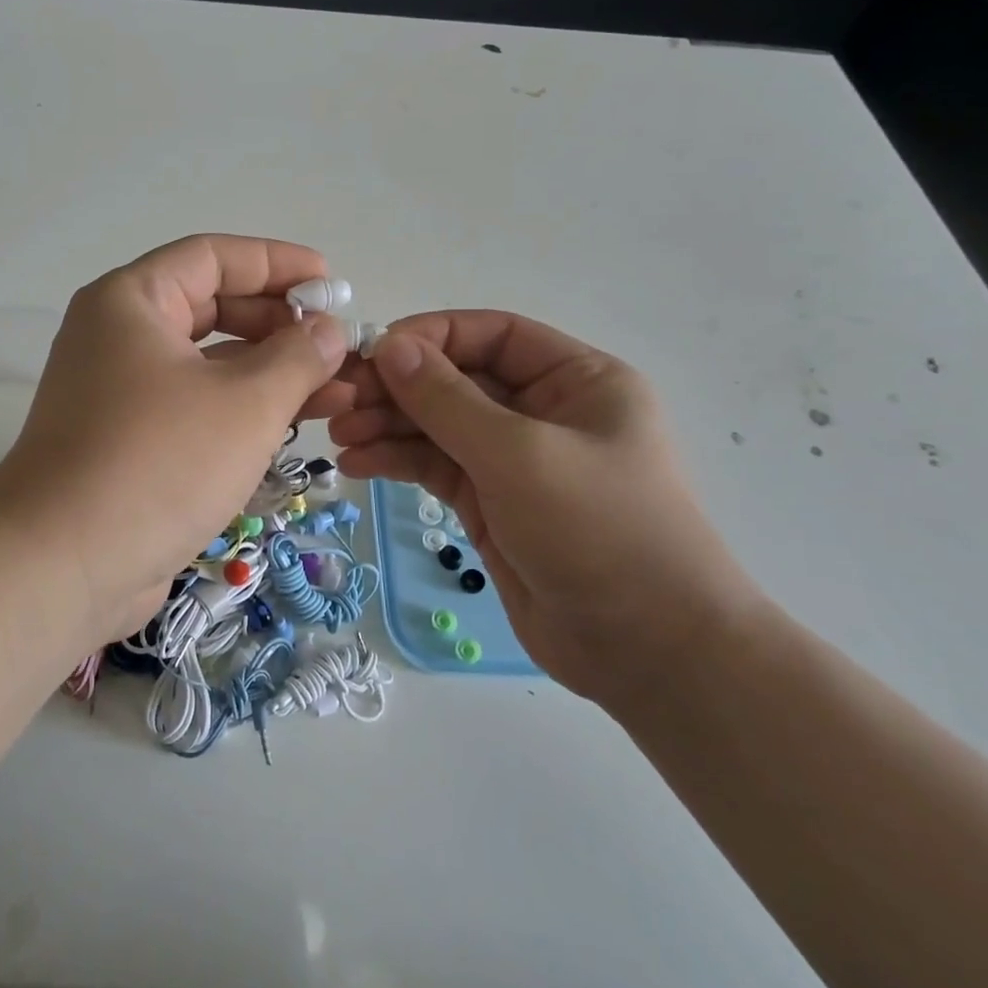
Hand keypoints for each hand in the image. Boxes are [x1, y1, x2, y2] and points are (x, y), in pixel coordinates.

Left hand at [0, 235, 351, 647]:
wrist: (64, 565)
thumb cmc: (158, 462)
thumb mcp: (246, 402)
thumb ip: (298, 356)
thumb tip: (329, 330)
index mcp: (132, 301)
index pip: (213, 257)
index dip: (277, 263)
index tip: (331, 282)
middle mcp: (120, 336)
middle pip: (212, 308)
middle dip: (280, 325)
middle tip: (337, 347)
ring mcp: (121, 392)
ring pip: (208, 363)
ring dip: (271, 373)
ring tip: (337, 392)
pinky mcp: (129, 441)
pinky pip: (196, 406)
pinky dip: (242, 409)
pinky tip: (294, 426)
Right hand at [329, 313, 760, 706]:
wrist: (648, 652)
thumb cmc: (599, 531)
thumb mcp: (519, 455)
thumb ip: (447, 400)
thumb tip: (388, 345)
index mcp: (575, 380)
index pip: (491, 335)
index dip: (430, 337)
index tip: (372, 353)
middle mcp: (544, 411)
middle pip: (457, 380)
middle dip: (398, 388)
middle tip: (338, 401)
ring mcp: (514, 460)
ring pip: (439, 425)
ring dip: (389, 425)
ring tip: (339, 436)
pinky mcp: (490, 503)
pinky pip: (436, 466)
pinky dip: (397, 461)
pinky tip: (357, 463)